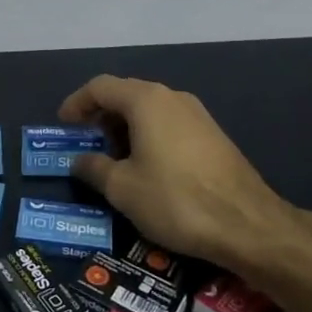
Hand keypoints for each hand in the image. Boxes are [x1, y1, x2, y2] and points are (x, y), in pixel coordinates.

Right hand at [59, 74, 311, 277]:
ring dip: (125, 128)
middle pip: (126, 94)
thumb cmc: (176, 200)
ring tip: (112, 160)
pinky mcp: (212, 135)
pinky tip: (146, 168)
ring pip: (149, 110)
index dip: (76, 103)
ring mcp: (197, 114)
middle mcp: (172, 97)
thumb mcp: (123, 188)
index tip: (63, 126)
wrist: (248, 224)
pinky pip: (169, 124)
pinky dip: (148, 136)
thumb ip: (94, 168)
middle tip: (85, 144)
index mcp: (146, 100)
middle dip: (100, 117)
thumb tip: (79, 160)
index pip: (100, 87)